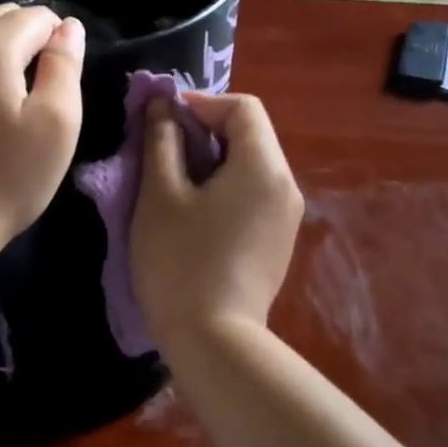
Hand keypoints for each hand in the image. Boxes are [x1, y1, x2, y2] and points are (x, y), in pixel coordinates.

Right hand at [132, 92, 303, 345]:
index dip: (202, 103)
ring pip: (252, 164)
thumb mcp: (160, 194)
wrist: (214, 343)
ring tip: (175, 179)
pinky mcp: (279, 240)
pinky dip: (227, 185)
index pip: (242, 107)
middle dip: (206, 130)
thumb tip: (163, 104)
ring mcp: (287, 216)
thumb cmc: (181, 261)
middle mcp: (286, 185)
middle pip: (251, 134)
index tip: (163, 119)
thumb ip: (162, 140)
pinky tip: (197, 210)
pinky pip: (255, 193)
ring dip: (215, 158)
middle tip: (163, 148)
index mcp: (263, 166)